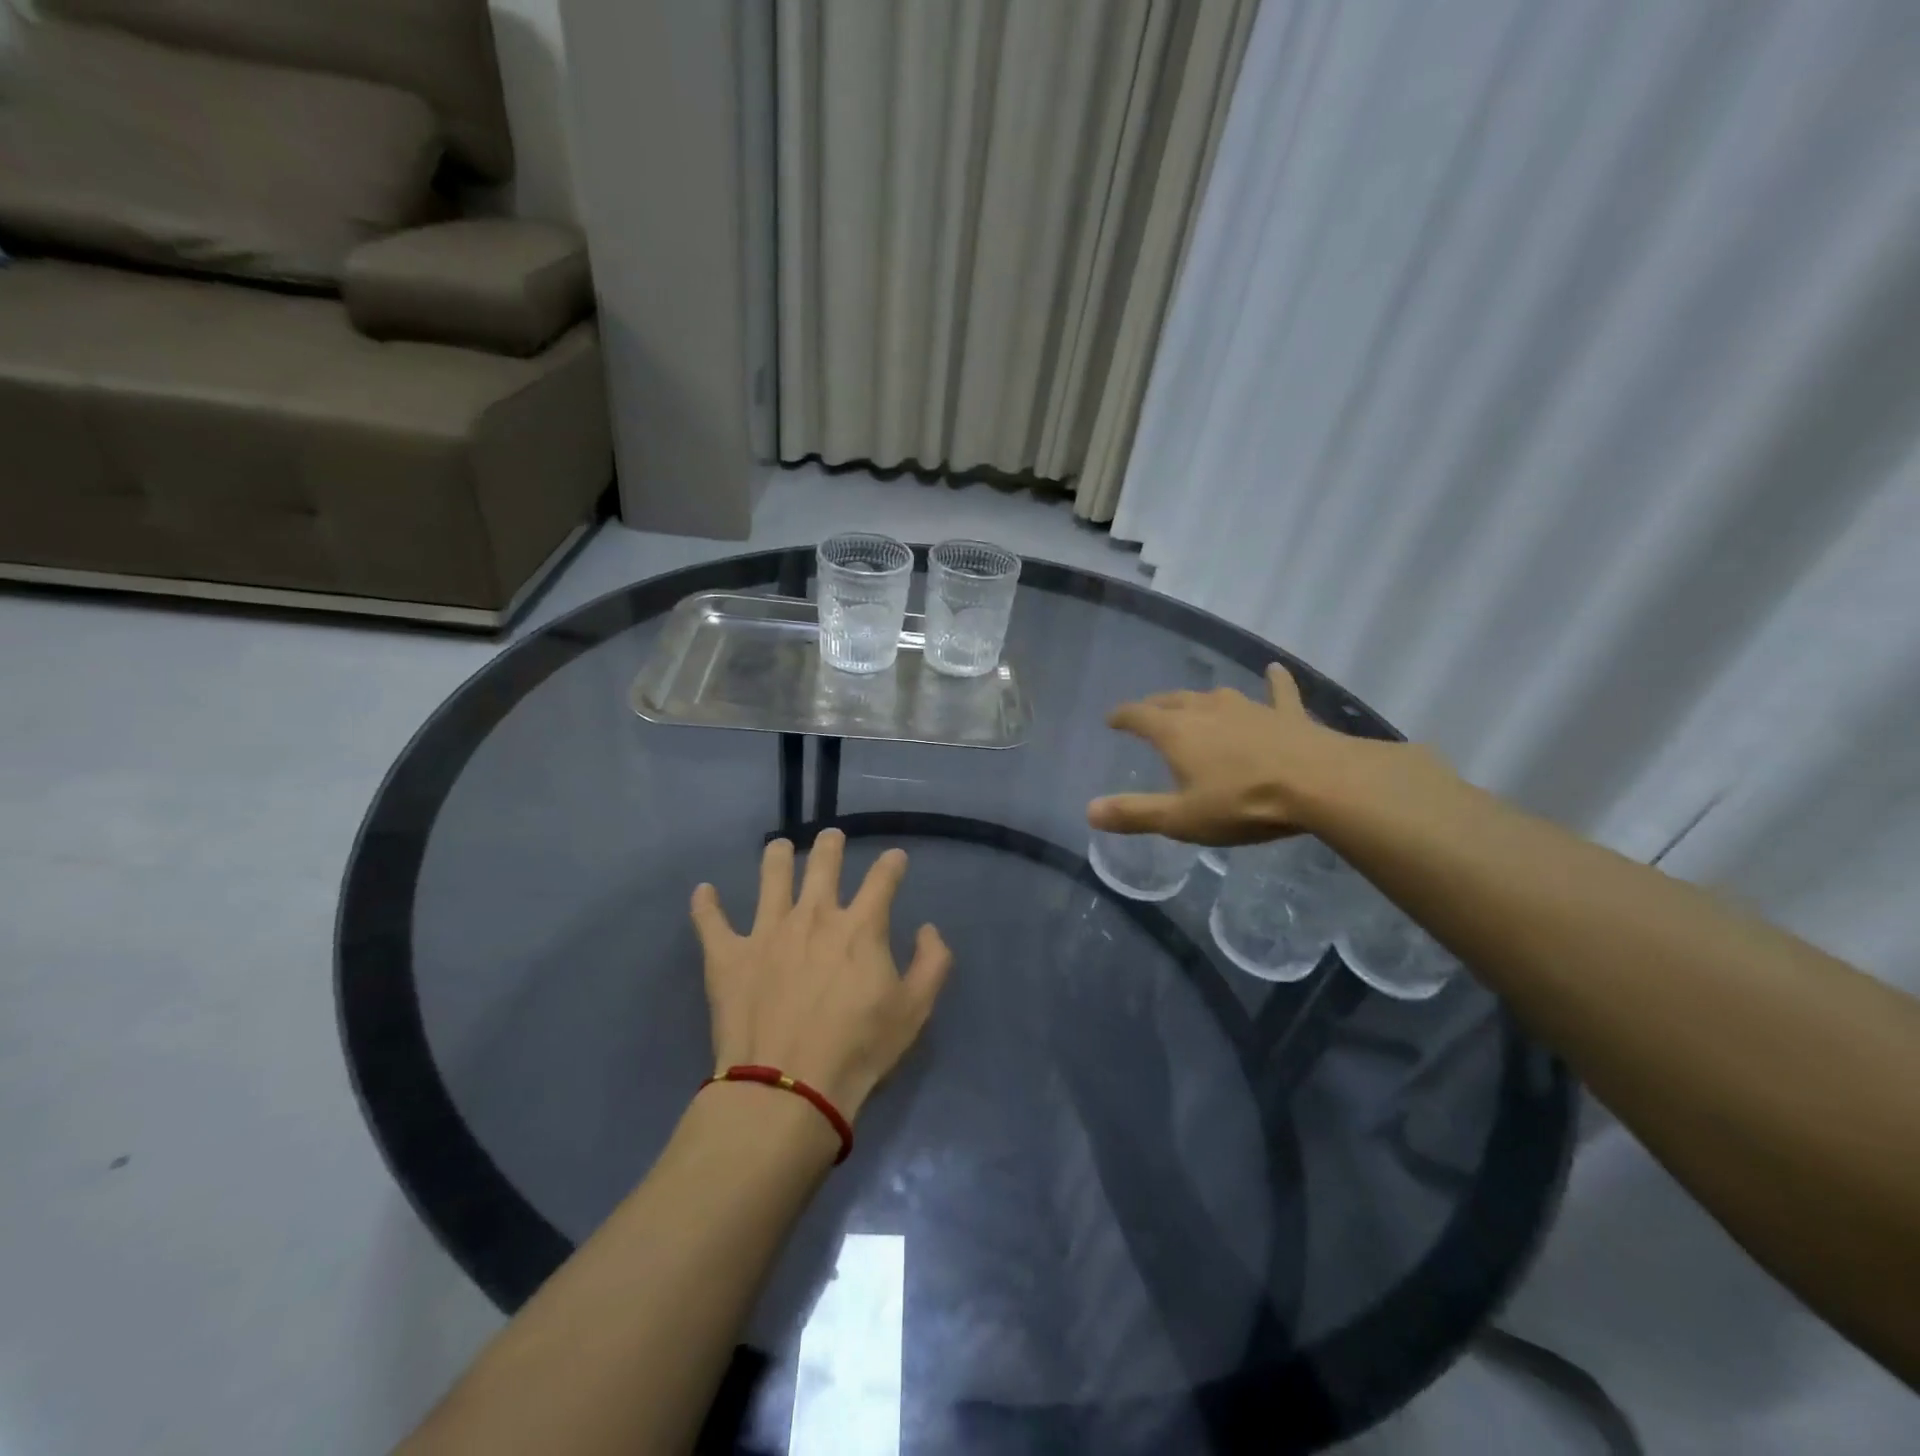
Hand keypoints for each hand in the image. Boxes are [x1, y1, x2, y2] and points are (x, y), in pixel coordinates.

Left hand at [690, 830, 951, 1120]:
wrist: (788, 1086)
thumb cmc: (858, 1049)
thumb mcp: (914, 1010)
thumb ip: (932, 963)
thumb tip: (928, 929)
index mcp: (859, 927)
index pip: (882, 880)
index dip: (892, 864)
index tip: (895, 858)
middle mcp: (813, 916)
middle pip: (823, 865)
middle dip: (830, 846)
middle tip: (831, 836)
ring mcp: (767, 932)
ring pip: (771, 878)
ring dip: (777, 857)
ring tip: (778, 846)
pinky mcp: (728, 956)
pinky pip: (711, 922)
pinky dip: (706, 905)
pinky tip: (703, 891)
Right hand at [1087, 663, 1369, 845]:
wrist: (1320, 785)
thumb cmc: (1242, 803)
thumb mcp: (1181, 818)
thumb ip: (1134, 813)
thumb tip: (1089, 811)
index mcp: (1177, 732)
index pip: (1139, 716)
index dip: (1122, 716)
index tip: (1111, 719)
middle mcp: (1208, 710)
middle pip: (1174, 701)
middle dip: (1157, 706)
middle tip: (1148, 712)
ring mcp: (1249, 708)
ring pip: (1217, 696)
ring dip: (1201, 699)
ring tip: (1194, 702)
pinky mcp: (1287, 714)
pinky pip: (1278, 692)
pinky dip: (1274, 682)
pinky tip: (1274, 670)